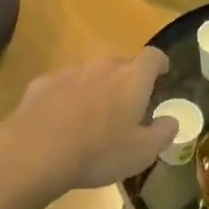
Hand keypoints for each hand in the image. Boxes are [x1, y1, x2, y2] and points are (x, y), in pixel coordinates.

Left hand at [0, 49, 173, 194]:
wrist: (36, 152)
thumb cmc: (99, 152)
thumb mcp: (142, 152)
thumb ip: (163, 132)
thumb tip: (171, 120)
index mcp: (132, 79)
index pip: (153, 57)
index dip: (159, 64)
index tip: (161, 75)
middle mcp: (102, 66)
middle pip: (120, 64)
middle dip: (126, 80)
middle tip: (126, 106)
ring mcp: (70, 72)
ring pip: (90, 74)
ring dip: (95, 88)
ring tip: (91, 117)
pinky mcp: (42, 83)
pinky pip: (62, 85)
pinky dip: (66, 97)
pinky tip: (60, 122)